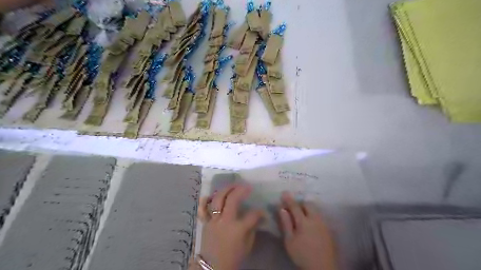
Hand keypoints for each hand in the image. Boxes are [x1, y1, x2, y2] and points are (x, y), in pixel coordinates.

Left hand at [196, 186, 262, 269]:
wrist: (212, 267)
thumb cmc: (232, 257)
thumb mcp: (247, 246)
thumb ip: (252, 229)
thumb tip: (258, 217)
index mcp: (238, 229)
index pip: (252, 214)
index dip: (259, 212)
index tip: (262, 212)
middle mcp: (225, 220)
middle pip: (232, 199)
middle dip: (241, 190)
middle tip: (247, 186)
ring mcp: (213, 220)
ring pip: (218, 199)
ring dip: (226, 189)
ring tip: (233, 185)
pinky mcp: (205, 222)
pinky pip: (203, 208)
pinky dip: (205, 200)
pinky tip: (211, 194)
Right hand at [278, 191, 337, 269]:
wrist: (322, 268)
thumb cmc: (302, 254)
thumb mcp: (289, 241)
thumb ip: (286, 223)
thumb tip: (282, 209)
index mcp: (304, 221)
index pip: (295, 206)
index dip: (288, 199)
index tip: (284, 193)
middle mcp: (315, 219)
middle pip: (308, 204)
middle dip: (300, 203)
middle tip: (294, 208)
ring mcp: (323, 223)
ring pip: (315, 209)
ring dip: (307, 208)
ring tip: (302, 214)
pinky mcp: (328, 229)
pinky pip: (320, 216)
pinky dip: (313, 215)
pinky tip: (311, 223)